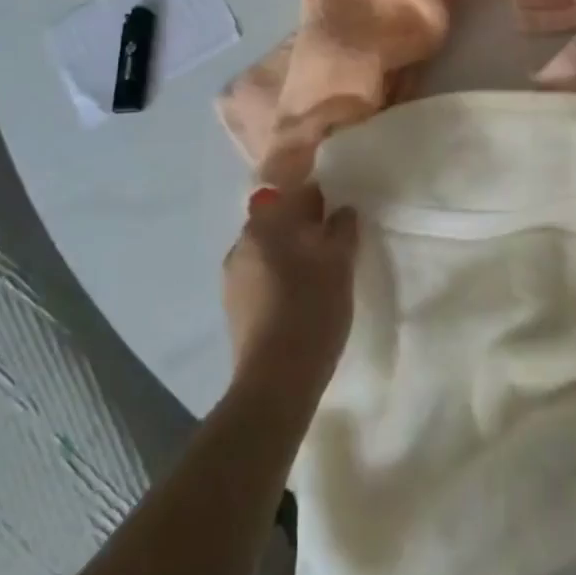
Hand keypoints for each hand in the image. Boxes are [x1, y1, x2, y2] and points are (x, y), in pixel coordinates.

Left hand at [222, 183, 358, 402]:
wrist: (276, 381)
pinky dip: (282, 278)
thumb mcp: (340, 262)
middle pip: (281, 221)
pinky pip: (263, 277)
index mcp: (264, 225)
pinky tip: (302, 298)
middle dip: (307, 228)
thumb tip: (342, 210)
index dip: (323, 199)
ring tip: (322, 274)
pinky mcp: (234, 308)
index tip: (342, 215)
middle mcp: (241, 244)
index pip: (296, 193)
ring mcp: (232, 278)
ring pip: (271, 250)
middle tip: (336, 245)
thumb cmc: (311, 309)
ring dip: (294, 254)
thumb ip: (343, 227)